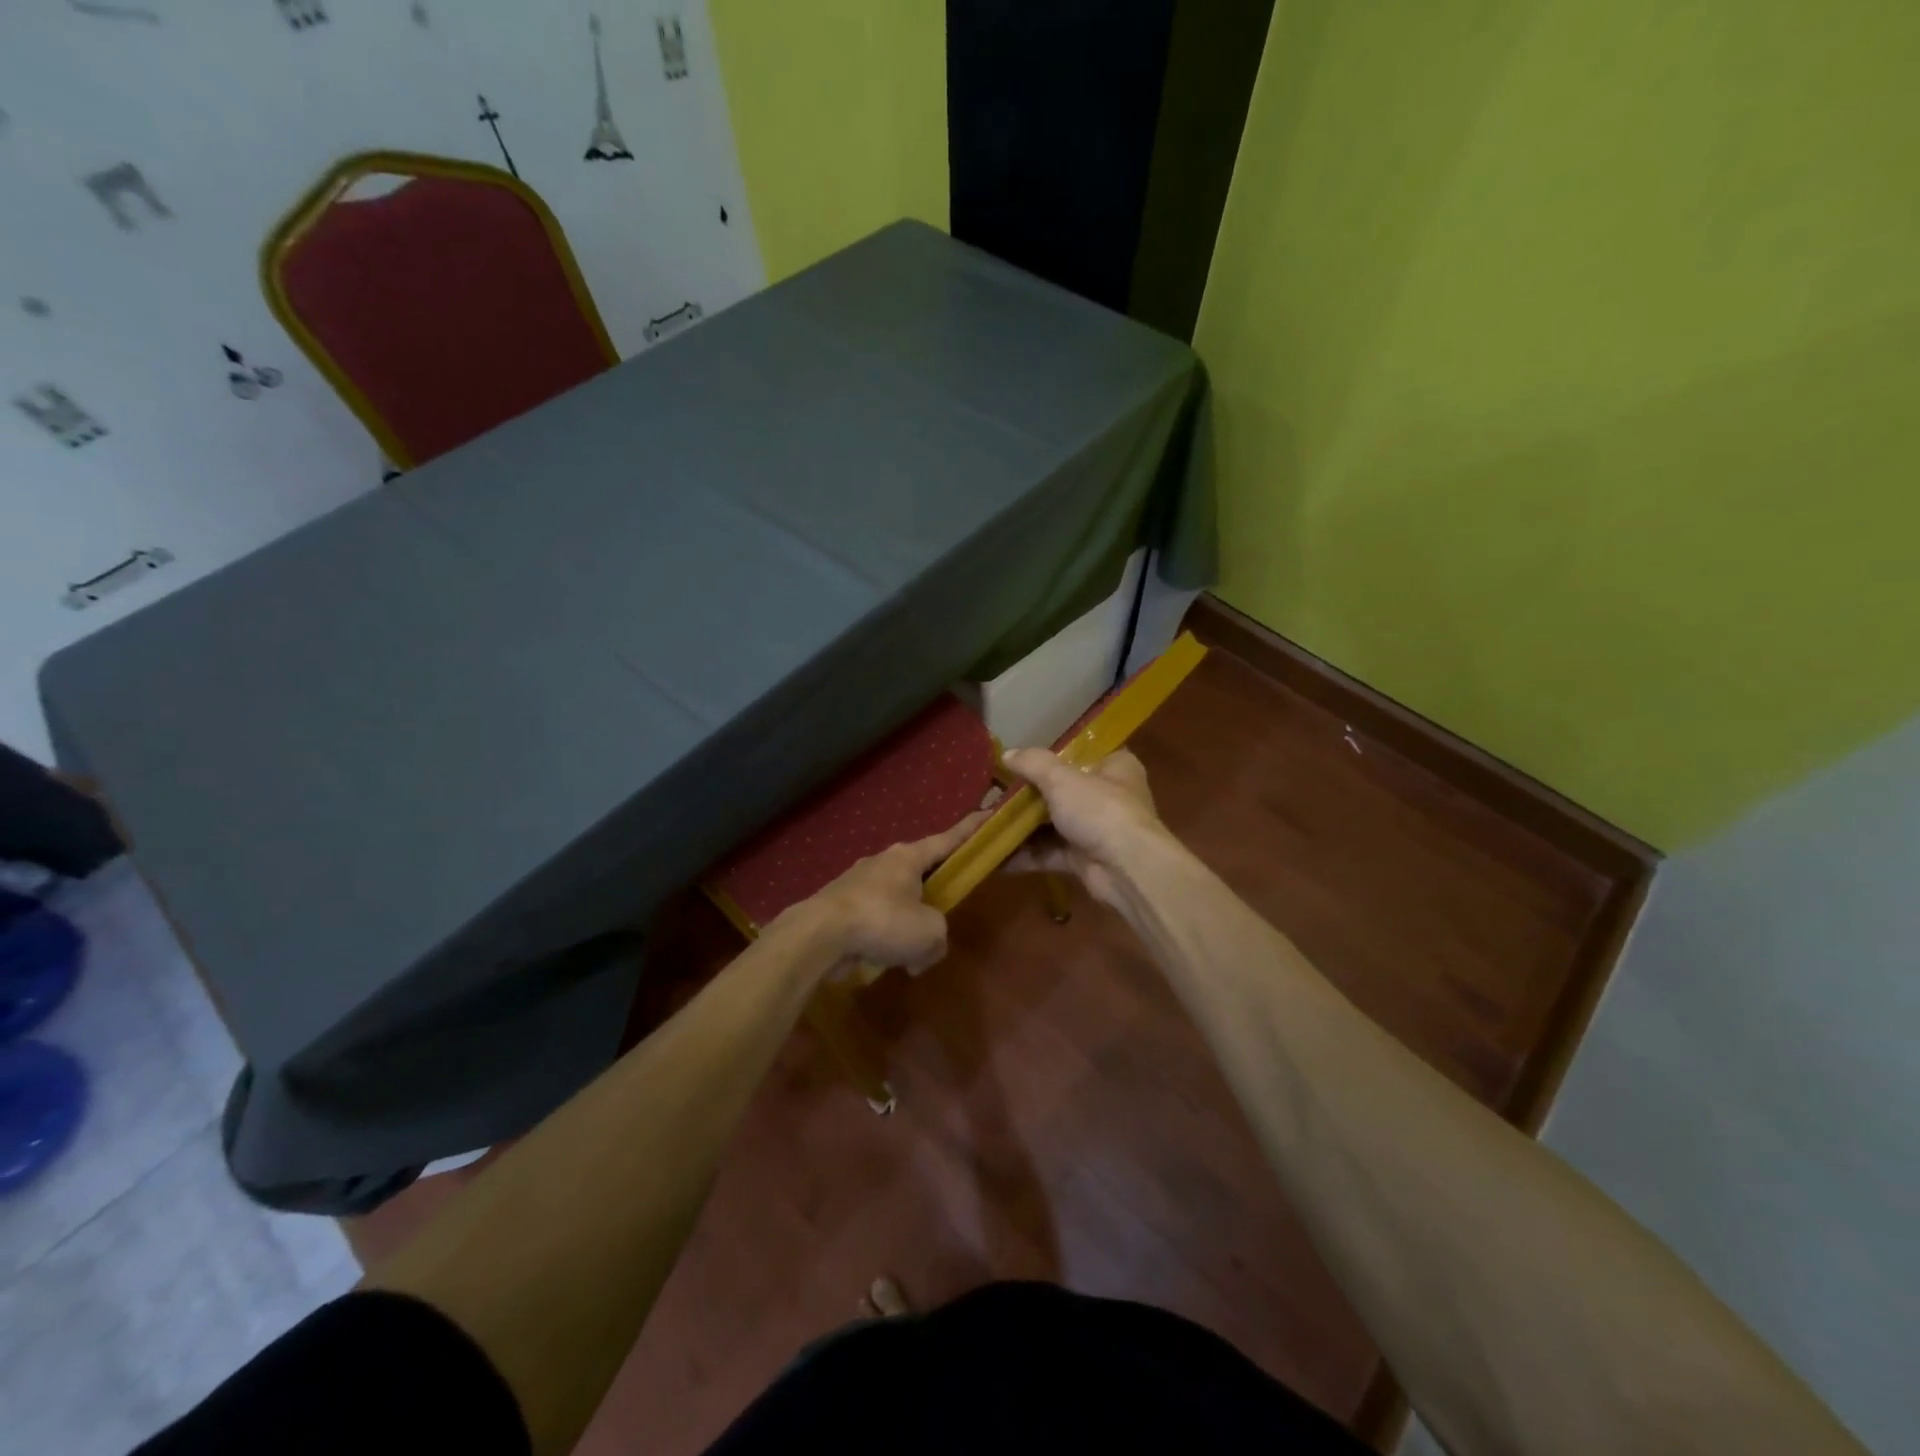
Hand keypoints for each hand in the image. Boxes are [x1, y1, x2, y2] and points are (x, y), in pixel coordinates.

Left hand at [773, 811, 988, 975]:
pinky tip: (885, 963)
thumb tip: (924, 951)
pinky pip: (872, 920)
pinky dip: (883, 938)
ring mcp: (856, 882)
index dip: (970, 830)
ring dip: (905, 923)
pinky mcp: (839, 906)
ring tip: (911, 954)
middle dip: (932, 890)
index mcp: (908, 857)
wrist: (819, 934)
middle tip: (943, 907)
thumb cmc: (883, 921)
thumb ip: (939, 938)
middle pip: (918, 871)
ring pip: (894, 900)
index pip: (948, 839)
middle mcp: (882, 862)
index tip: (986, 815)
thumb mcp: (930, 933)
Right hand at [1002, 748, 1167, 908]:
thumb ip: (1033, 763)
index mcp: (1115, 767)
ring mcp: (1096, 830)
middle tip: (994, 793)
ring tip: (986, 823)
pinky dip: (1024, 854)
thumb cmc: (1100, 809)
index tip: (1022, 758)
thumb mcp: (1062, 778)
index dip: (1054, 755)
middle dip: (1028, 796)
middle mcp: (1108, 796)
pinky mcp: (1083, 859)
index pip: (1083, 753)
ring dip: (1021, 827)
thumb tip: (1007, 754)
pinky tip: (994, 854)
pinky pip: (1048, 853)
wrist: (1126, 869)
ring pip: (1052, 824)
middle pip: (1062, 791)